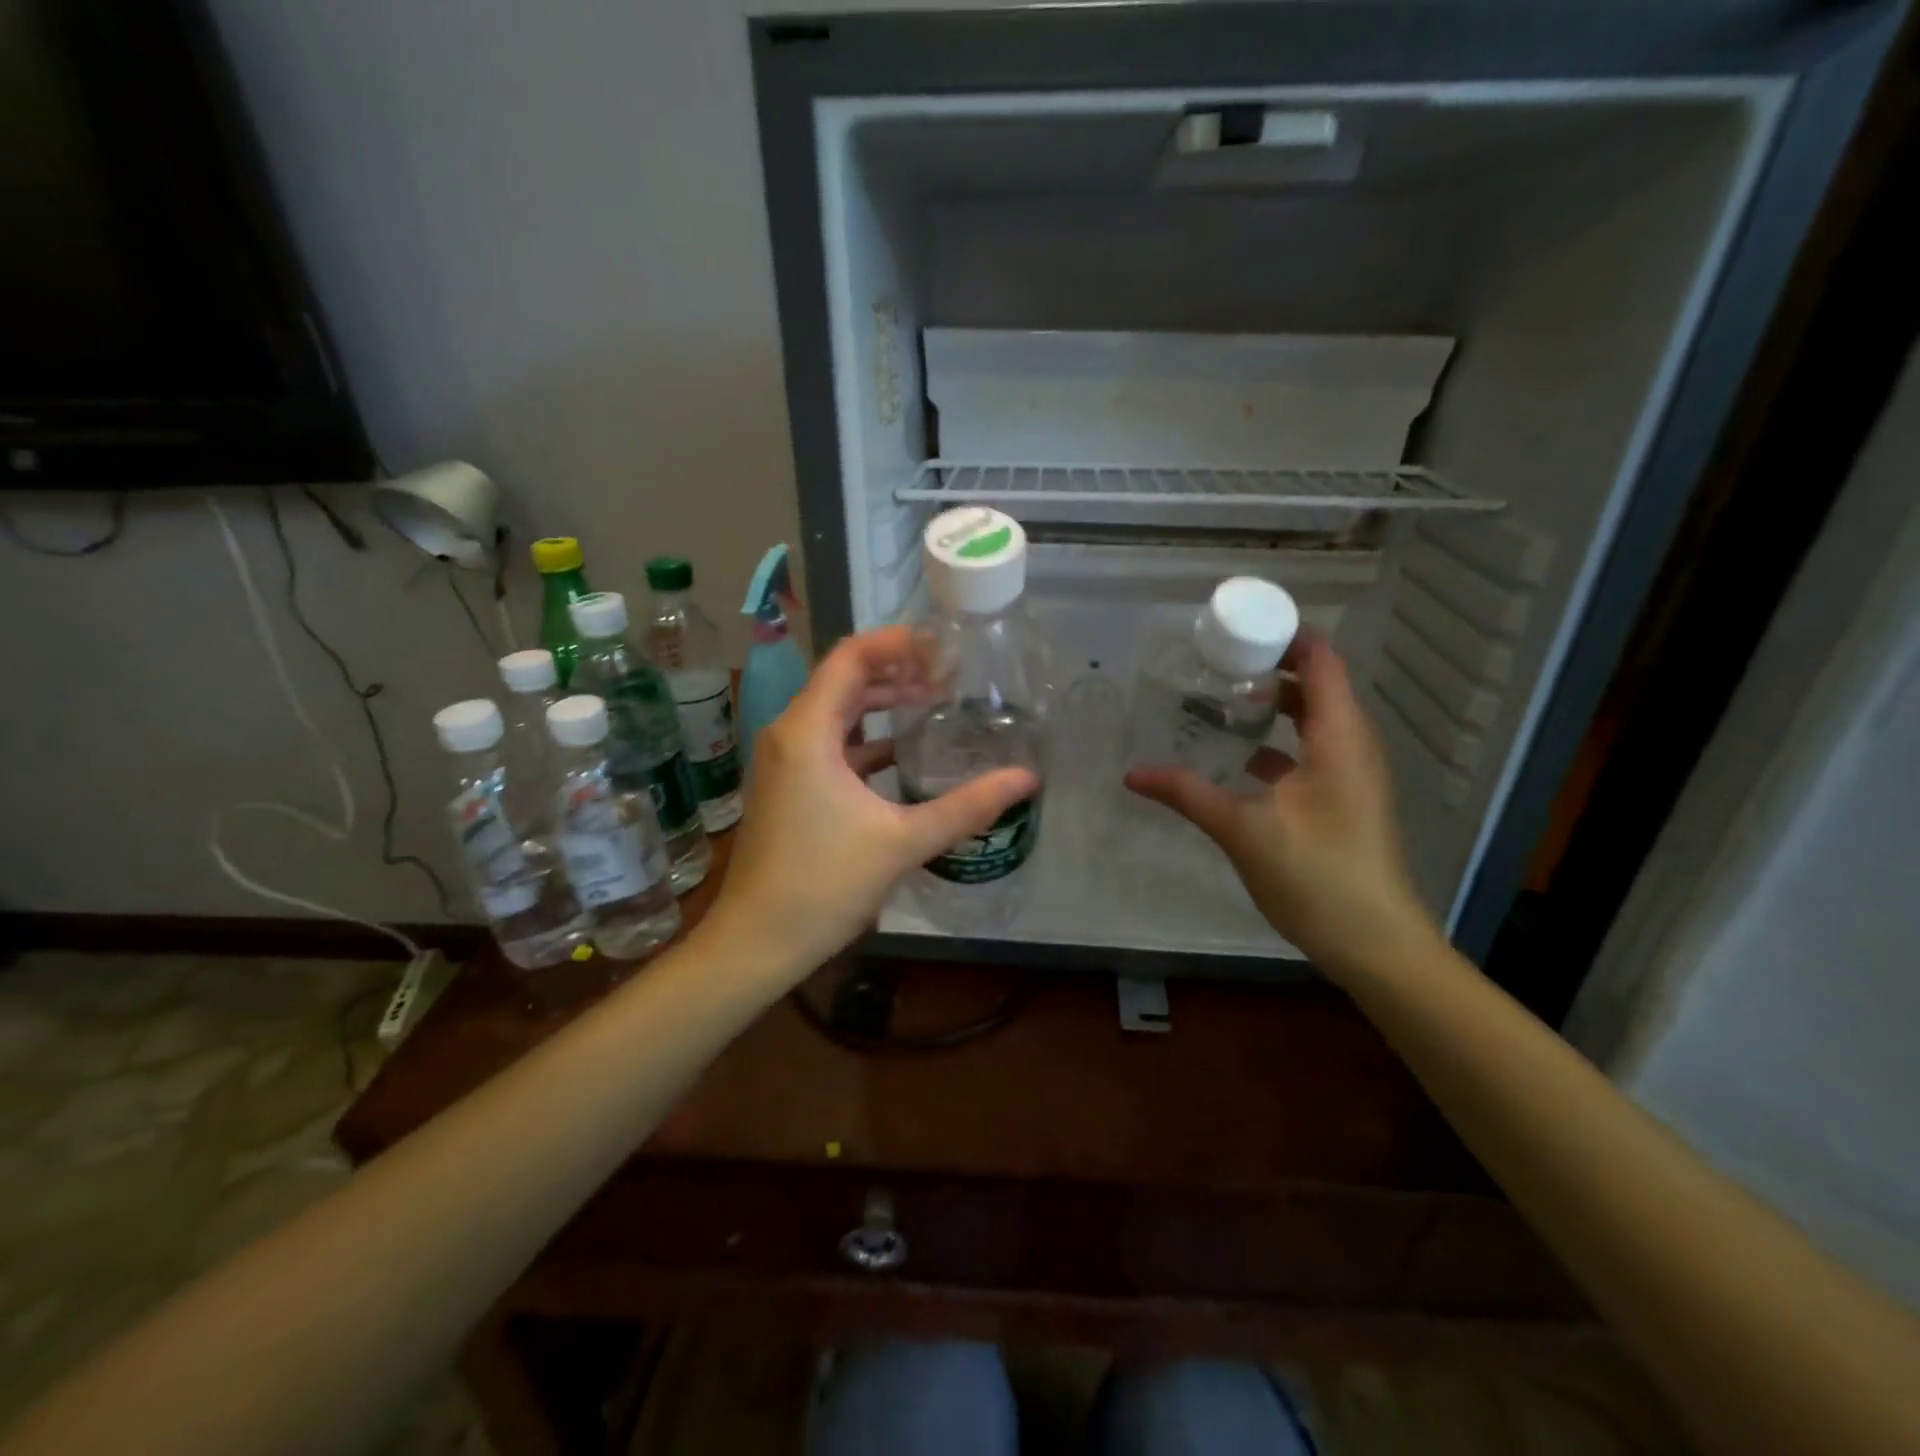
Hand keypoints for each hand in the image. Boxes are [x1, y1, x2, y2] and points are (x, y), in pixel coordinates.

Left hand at [710, 626, 1038, 980]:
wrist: (758, 941)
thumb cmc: (825, 884)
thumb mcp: (903, 841)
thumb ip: (967, 806)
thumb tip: (1026, 778)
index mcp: (808, 732)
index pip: (850, 658)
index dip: (895, 641)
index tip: (939, 643)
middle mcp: (789, 735)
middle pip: (844, 681)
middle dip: (896, 672)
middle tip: (948, 675)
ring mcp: (784, 762)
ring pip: (836, 714)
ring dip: (880, 704)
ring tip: (933, 704)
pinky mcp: (787, 787)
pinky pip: (828, 744)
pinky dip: (865, 739)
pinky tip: (902, 754)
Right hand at [1125, 631, 1437, 977]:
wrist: (1375, 942)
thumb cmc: (1317, 874)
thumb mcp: (1243, 830)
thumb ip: (1187, 794)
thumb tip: (1132, 774)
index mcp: (1339, 737)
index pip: (1322, 660)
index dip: (1286, 634)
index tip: (1237, 624)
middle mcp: (1352, 745)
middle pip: (1318, 684)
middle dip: (1271, 664)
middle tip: (1217, 658)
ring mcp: (1350, 774)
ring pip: (1314, 718)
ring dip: (1274, 703)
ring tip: (1222, 696)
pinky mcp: (1342, 799)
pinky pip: (1310, 750)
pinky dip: (1277, 740)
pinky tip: (1238, 754)